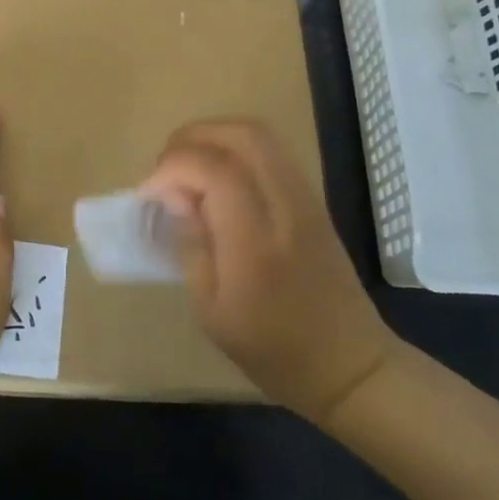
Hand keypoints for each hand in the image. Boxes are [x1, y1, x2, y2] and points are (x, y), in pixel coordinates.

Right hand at [141, 121, 395, 422]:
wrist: (350, 365)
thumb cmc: (273, 350)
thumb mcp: (211, 311)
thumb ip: (190, 245)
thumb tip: (175, 197)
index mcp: (256, 240)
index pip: (213, 169)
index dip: (171, 168)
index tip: (148, 194)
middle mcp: (285, 206)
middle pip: (240, 134)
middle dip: (191, 138)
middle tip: (166, 169)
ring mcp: (305, 197)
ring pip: (259, 134)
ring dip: (214, 138)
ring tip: (187, 169)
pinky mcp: (313, 199)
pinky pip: (271, 151)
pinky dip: (235, 149)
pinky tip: (217, 180)